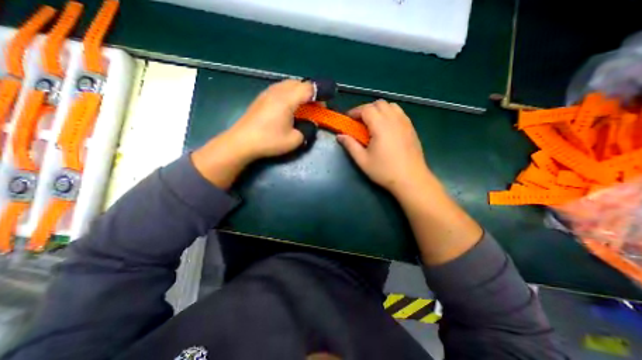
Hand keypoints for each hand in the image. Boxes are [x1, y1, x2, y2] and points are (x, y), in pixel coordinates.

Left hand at [230, 80, 314, 159]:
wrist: (242, 142)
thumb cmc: (269, 141)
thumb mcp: (294, 140)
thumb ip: (307, 130)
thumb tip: (311, 123)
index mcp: (287, 99)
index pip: (309, 88)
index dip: (320, 94)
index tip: (325, 105)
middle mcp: (277, 91)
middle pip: (299, 83)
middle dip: (310, 93)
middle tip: (315, 107)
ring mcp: (267, 92)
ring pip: (288, 84)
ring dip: (299, 92)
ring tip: (303, 106)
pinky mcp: (261, 98)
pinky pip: (280, 89)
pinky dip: (289, 94)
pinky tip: (289, 107)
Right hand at [336, 99, 436, 195]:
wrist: (411, 180)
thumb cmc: (384, 171)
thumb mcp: (363, 160)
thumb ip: (350, 145)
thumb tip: (339, 136)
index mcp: (380, 126)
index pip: (366, 109)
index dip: (355, 111)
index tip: (348, 119)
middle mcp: (394, 119)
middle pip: (379, 103)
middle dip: (366, 109)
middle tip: (359, 122)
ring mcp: (405, 123)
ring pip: (391, 106)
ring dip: (379, 110)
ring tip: (373, 123)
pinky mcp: (412, 128)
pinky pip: (399, 113)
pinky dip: (390, 114)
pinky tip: (386, 128)